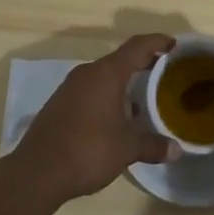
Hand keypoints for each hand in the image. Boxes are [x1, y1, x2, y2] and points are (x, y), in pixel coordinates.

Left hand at [11, 33, 180, 204]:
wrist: (36, 172)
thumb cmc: (88, 151)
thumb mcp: (127, 149)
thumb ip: (153, 145)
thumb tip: (177, 149)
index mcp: (107, 73)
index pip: (137, 46)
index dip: (157, 42)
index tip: (174, 44)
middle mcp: (88, 72)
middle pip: (120, 59)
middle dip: (143, 63)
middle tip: (164, 71)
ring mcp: (70, 87)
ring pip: (104, 75)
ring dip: (124, 81)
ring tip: (142, 97)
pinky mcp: (60, 103)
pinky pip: (91, 89)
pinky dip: (107, 94)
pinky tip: (115, 116)